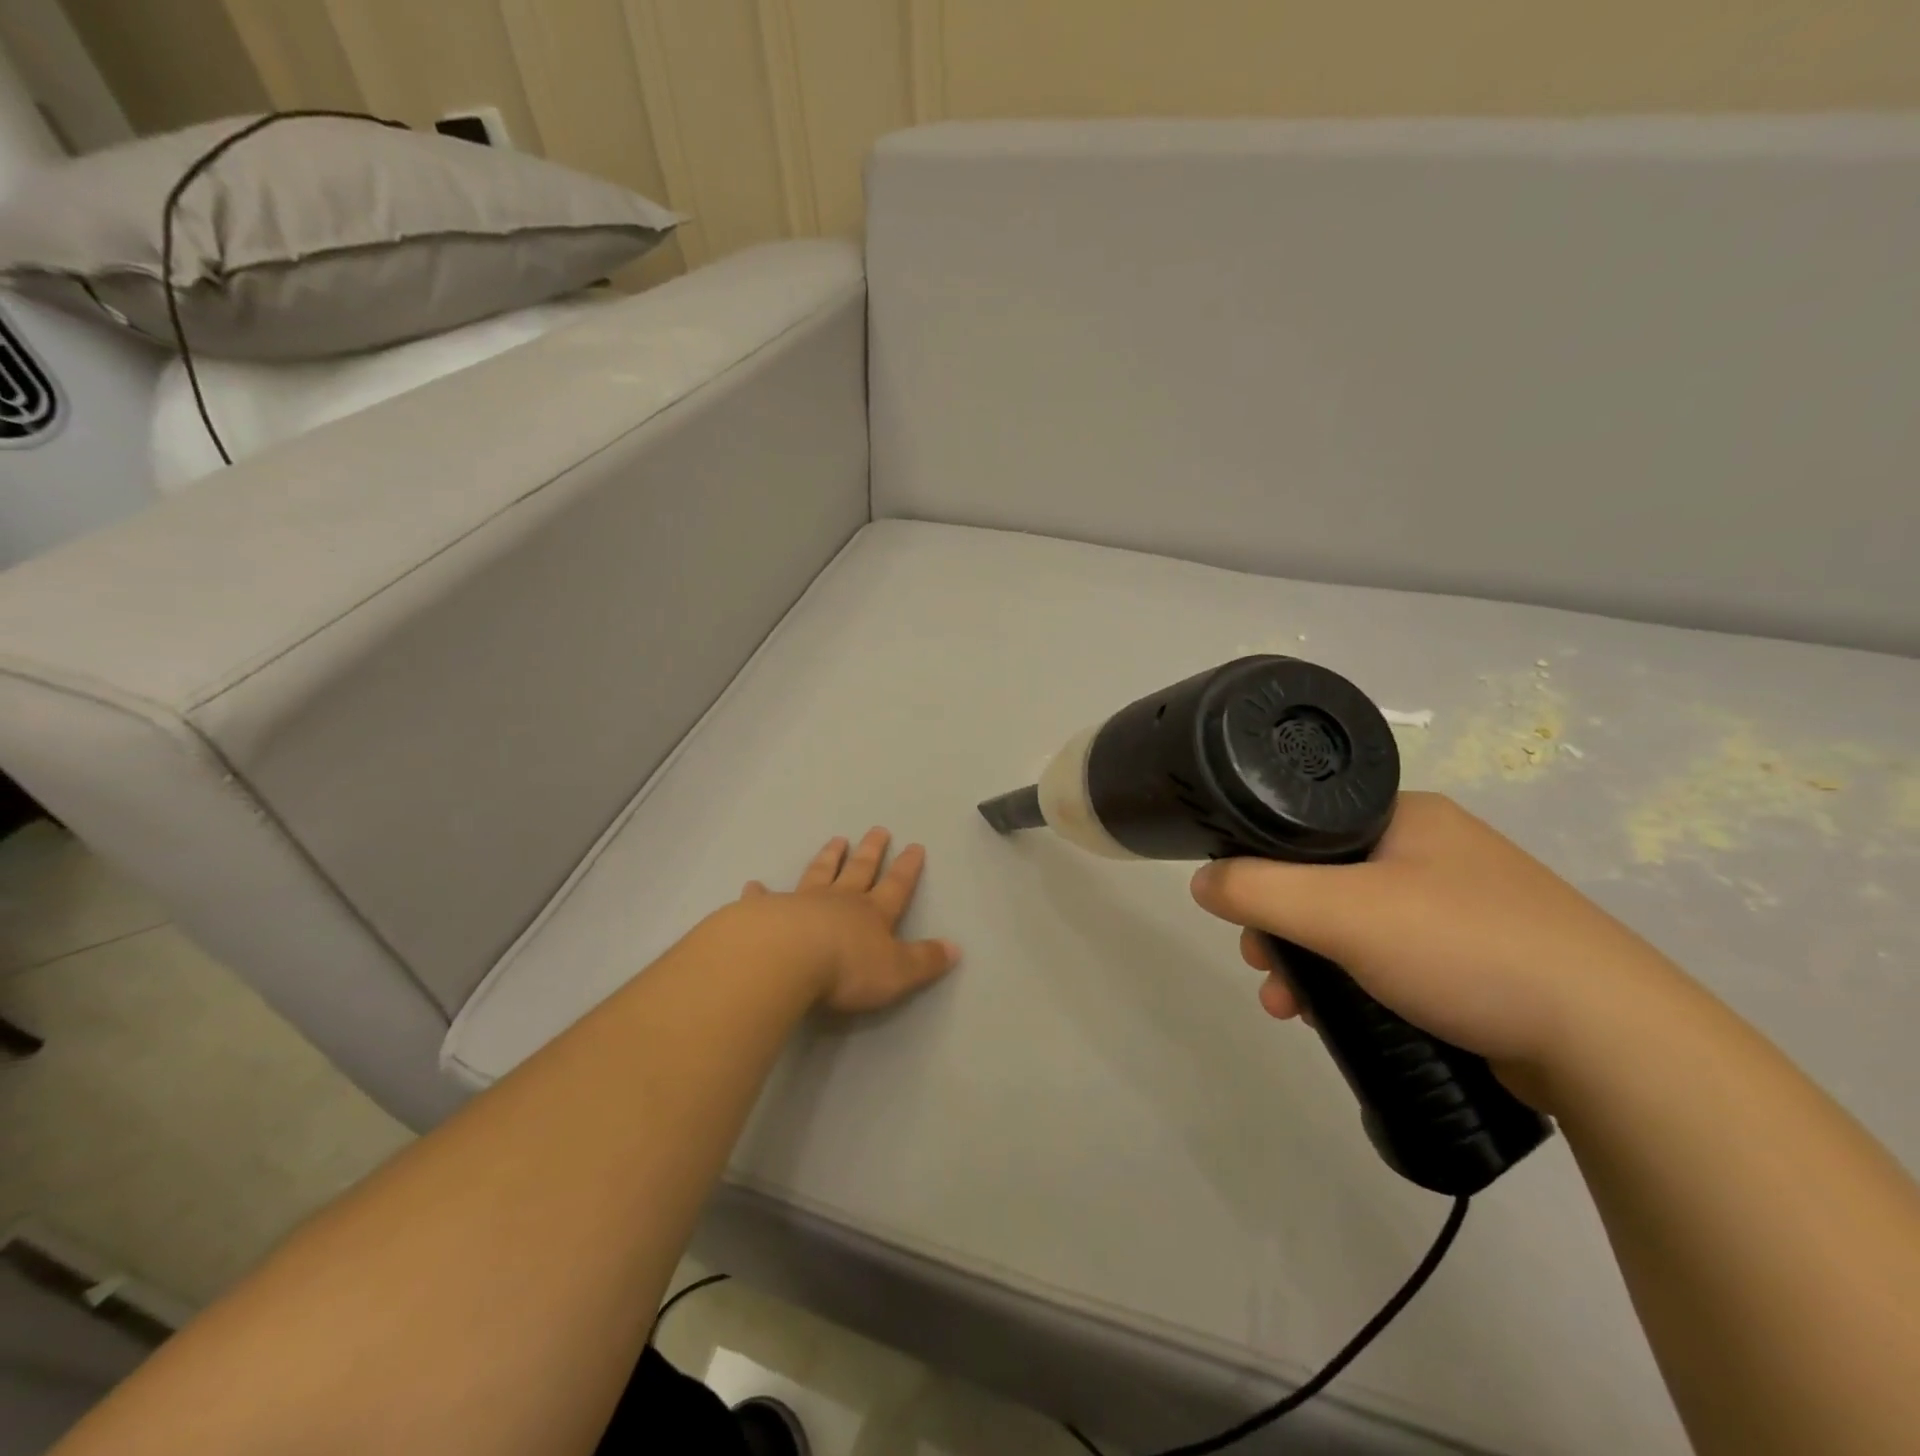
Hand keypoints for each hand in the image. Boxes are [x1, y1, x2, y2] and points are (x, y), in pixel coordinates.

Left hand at [741, 828, 960, 1014]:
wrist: (786, 958)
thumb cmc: (846, 969)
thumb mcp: (897, 972)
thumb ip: (925, 960)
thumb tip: (955, 948)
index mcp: (872, 914)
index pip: (896, 886)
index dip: (907, 868)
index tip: (914, 845)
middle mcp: (839, 901)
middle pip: (859, 870)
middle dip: (871, 851)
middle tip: (877, 829)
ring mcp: (801, 903)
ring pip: (818, 873)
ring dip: (828, 858)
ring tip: (835, 840)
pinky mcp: (766, 913)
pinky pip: (764, 899)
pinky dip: (760, 892)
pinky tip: (754, 884)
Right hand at [1189, 792, 1681, 1097]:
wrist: (1615, 1045)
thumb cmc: (1465, 949)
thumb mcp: (1342, 911)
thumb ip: (1257, 889)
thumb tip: (1200, 881)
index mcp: (1406, 815)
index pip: (1305, 825)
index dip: (1260, 867)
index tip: (1242, 915)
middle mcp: (1433, 850)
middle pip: (1324, 879)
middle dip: (1283, 927)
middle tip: (1264, 967)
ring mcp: (1463, 905)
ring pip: (1355, 924)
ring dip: (1312, 963)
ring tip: (1289, 1007)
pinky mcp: (1482, 959)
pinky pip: (1392, 958)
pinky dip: (1355, 983)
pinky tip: (1338, 1019)